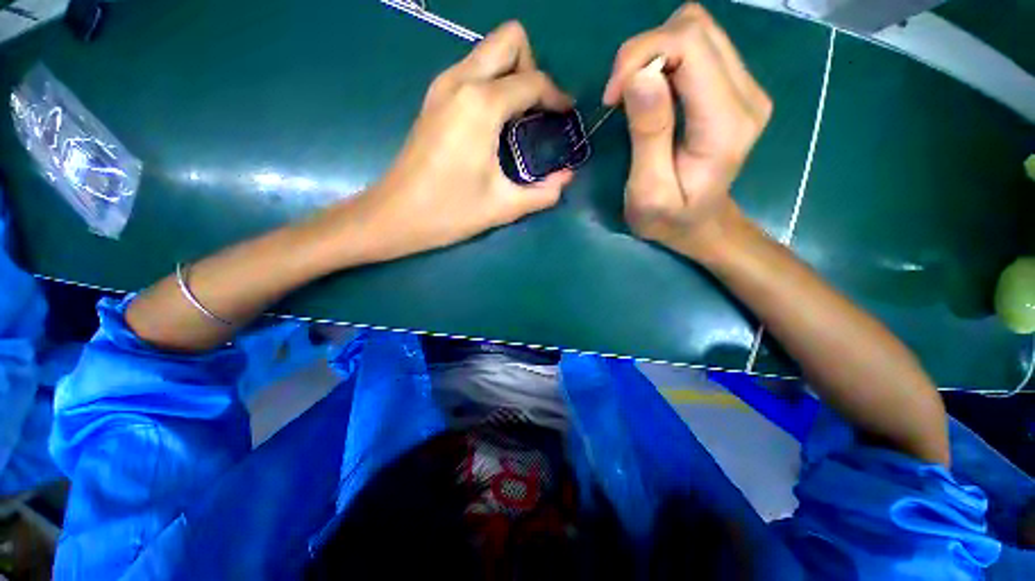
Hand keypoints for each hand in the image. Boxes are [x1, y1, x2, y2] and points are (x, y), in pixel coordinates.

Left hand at [347, 22, 573, 262]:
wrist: (395, 215)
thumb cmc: (450, 212)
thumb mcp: (504, 206)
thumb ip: (543, 192)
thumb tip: (567, 178)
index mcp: (481, 105)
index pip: (533, 80)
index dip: (556, 96)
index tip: (566, 116)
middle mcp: (461, 81)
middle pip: (509, 40)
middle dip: (532, 68)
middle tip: (536, 113)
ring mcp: (442, 86)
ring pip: (488, 52)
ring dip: (511, 76)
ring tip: (518, 121)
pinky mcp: (433, 99)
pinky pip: (472, 71)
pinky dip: (492, 86)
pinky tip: (494, 124)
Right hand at [603, 3, 771, 257]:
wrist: (701, 225)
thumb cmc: (669, 220)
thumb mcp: (648, 192)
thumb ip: (648, 135)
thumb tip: (639, 76)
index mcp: (724, 124)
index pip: (690, 46)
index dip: (641, 55)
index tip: (612, 95)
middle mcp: (746, 94)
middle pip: (695, 28)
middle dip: (644, 51)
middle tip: (619, 93)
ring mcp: (746, 87)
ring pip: (698, 29)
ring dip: (654, 52)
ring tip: (633, 93)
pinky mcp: (736, 86)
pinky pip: (700, 46)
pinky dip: (666, 58)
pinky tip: (653, 91)